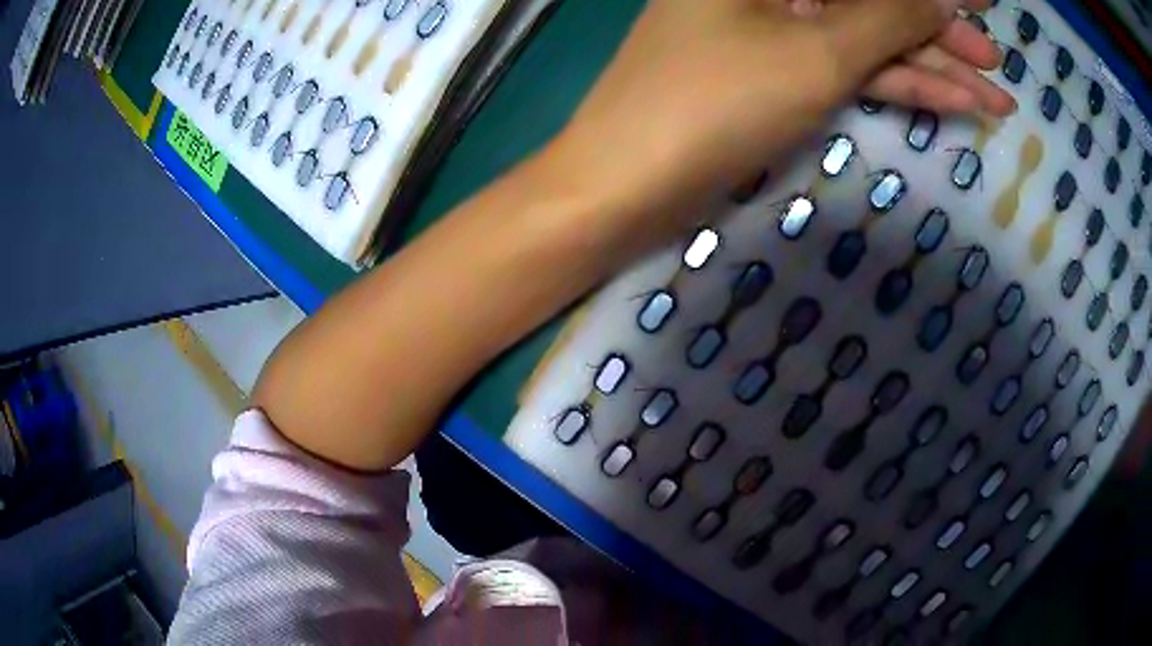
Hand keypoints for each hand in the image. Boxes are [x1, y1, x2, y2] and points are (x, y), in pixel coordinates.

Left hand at [552, 0, 1014, 228]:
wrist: (631, 181)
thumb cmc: (714, 103)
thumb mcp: (815, 53)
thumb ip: (885, 19)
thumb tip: (940, 1)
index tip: (981, 1)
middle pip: (871, 3)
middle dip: (939, 31)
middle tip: (994, 60)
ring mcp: (776, 29)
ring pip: (869, 40)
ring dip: (932, 67)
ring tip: (993, 96)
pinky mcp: (779, 72)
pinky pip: (850, 71)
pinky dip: (900, 88)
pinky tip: (952, 105)